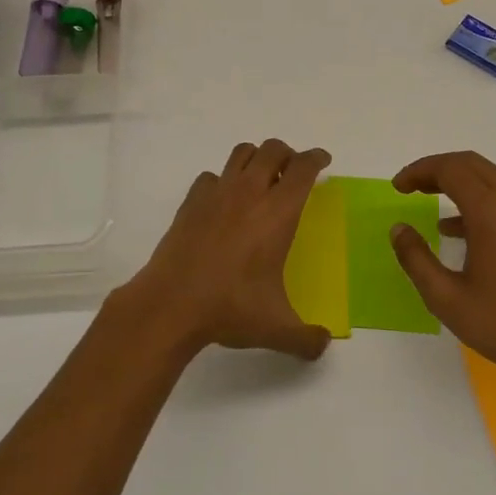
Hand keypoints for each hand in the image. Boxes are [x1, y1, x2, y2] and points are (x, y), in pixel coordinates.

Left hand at [128, 139, 333, 361]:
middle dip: (287, 153)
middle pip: (273, 150)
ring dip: (256, 158)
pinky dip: (222, 180)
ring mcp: (217, 193)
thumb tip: (323, 344)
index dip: (316, 159)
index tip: (323, 160)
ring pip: (241, 153)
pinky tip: (222, 201)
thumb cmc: (230, 308)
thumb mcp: (276, 328)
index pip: (303, 169)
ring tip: (261, 177)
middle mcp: (249, 193)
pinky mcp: (191, 202)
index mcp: (278, 213)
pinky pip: (210, 176)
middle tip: (293, 170)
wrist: (171, 303)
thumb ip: (306, 338)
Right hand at [390, 151, 495, 390]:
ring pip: (489, 178)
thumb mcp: (446, 298)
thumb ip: (416, 259)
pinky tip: (458, 230)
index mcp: (491, 210)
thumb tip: (399, 229)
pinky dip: (477, 199)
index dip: (419, 171)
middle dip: (436, 169)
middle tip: (410, 186)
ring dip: (457, 182)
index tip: (397, 187)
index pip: (450, 169)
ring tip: (428, 199)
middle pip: (470, 164)